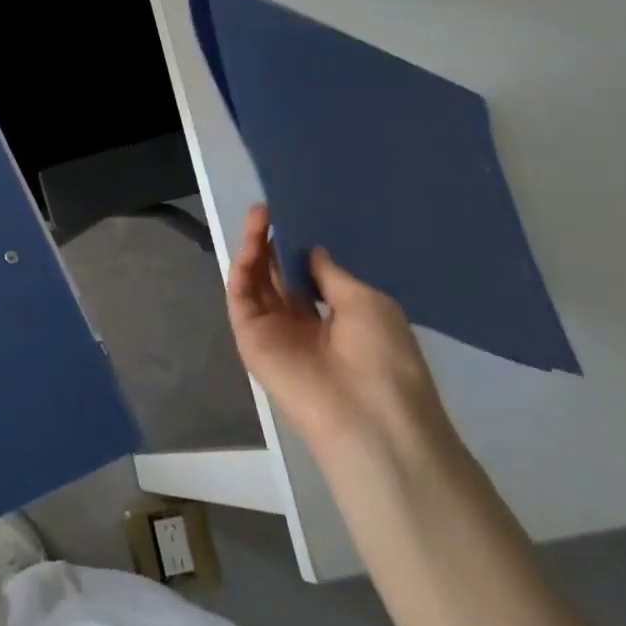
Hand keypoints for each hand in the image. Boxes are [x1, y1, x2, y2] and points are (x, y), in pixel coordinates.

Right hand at [225, 205, 449, 469]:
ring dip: (254, 248)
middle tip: (269, 209)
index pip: (308, 278)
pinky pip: (242, 298)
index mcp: (336, 320)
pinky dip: (243, 269)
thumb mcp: (367, 303)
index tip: (295, 217)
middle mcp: (302, 324)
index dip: (299, 248)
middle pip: (278, 277)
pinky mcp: (250, 340)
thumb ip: (332, 275)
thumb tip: (313, 251)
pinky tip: (251, 244)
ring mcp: (274, 332)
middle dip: (273, 243)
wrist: (368, 416)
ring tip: (258, 215)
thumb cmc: (384, 357)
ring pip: (257, 283)